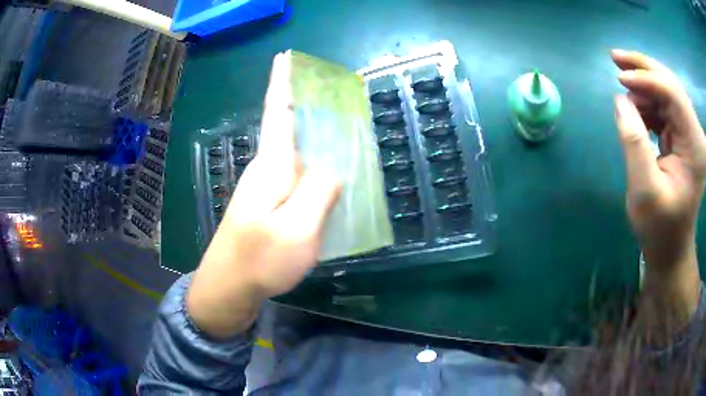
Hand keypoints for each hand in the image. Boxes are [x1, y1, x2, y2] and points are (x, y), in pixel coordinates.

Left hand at [186, 53, 340, 338]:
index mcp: (272, 167)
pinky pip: (297, 176)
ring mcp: (266, 189)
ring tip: (340, 131)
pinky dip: (314, 167)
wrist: (229, 287)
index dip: (282, 83)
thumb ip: (319, 193)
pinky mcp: (269, 206)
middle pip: (288, 129)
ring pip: (295, 154)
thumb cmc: (260, 259)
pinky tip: (329, 175)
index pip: (277, 113)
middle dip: (307, 107)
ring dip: (314, 139)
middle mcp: (266, 171)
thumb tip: (333, 168)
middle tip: (335, 96)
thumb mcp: (298, 230)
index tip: (284, 58)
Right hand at [612, 49, 704, 332]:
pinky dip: (648, 102)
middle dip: (644, 69)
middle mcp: (695, 134)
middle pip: (671, 85)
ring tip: (623, 89)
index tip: (619, 78)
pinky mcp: (683, 137)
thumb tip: (620, 100)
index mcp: (694, 147)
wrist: (671, 247)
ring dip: (644, 85)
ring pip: (667, 91)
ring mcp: (690, 134)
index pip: (673, 94)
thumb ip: (634, 143)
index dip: (647, 79)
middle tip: (615, 58)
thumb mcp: (644, 191)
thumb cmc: (659, 228)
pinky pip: (665, 106)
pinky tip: (635, 108)